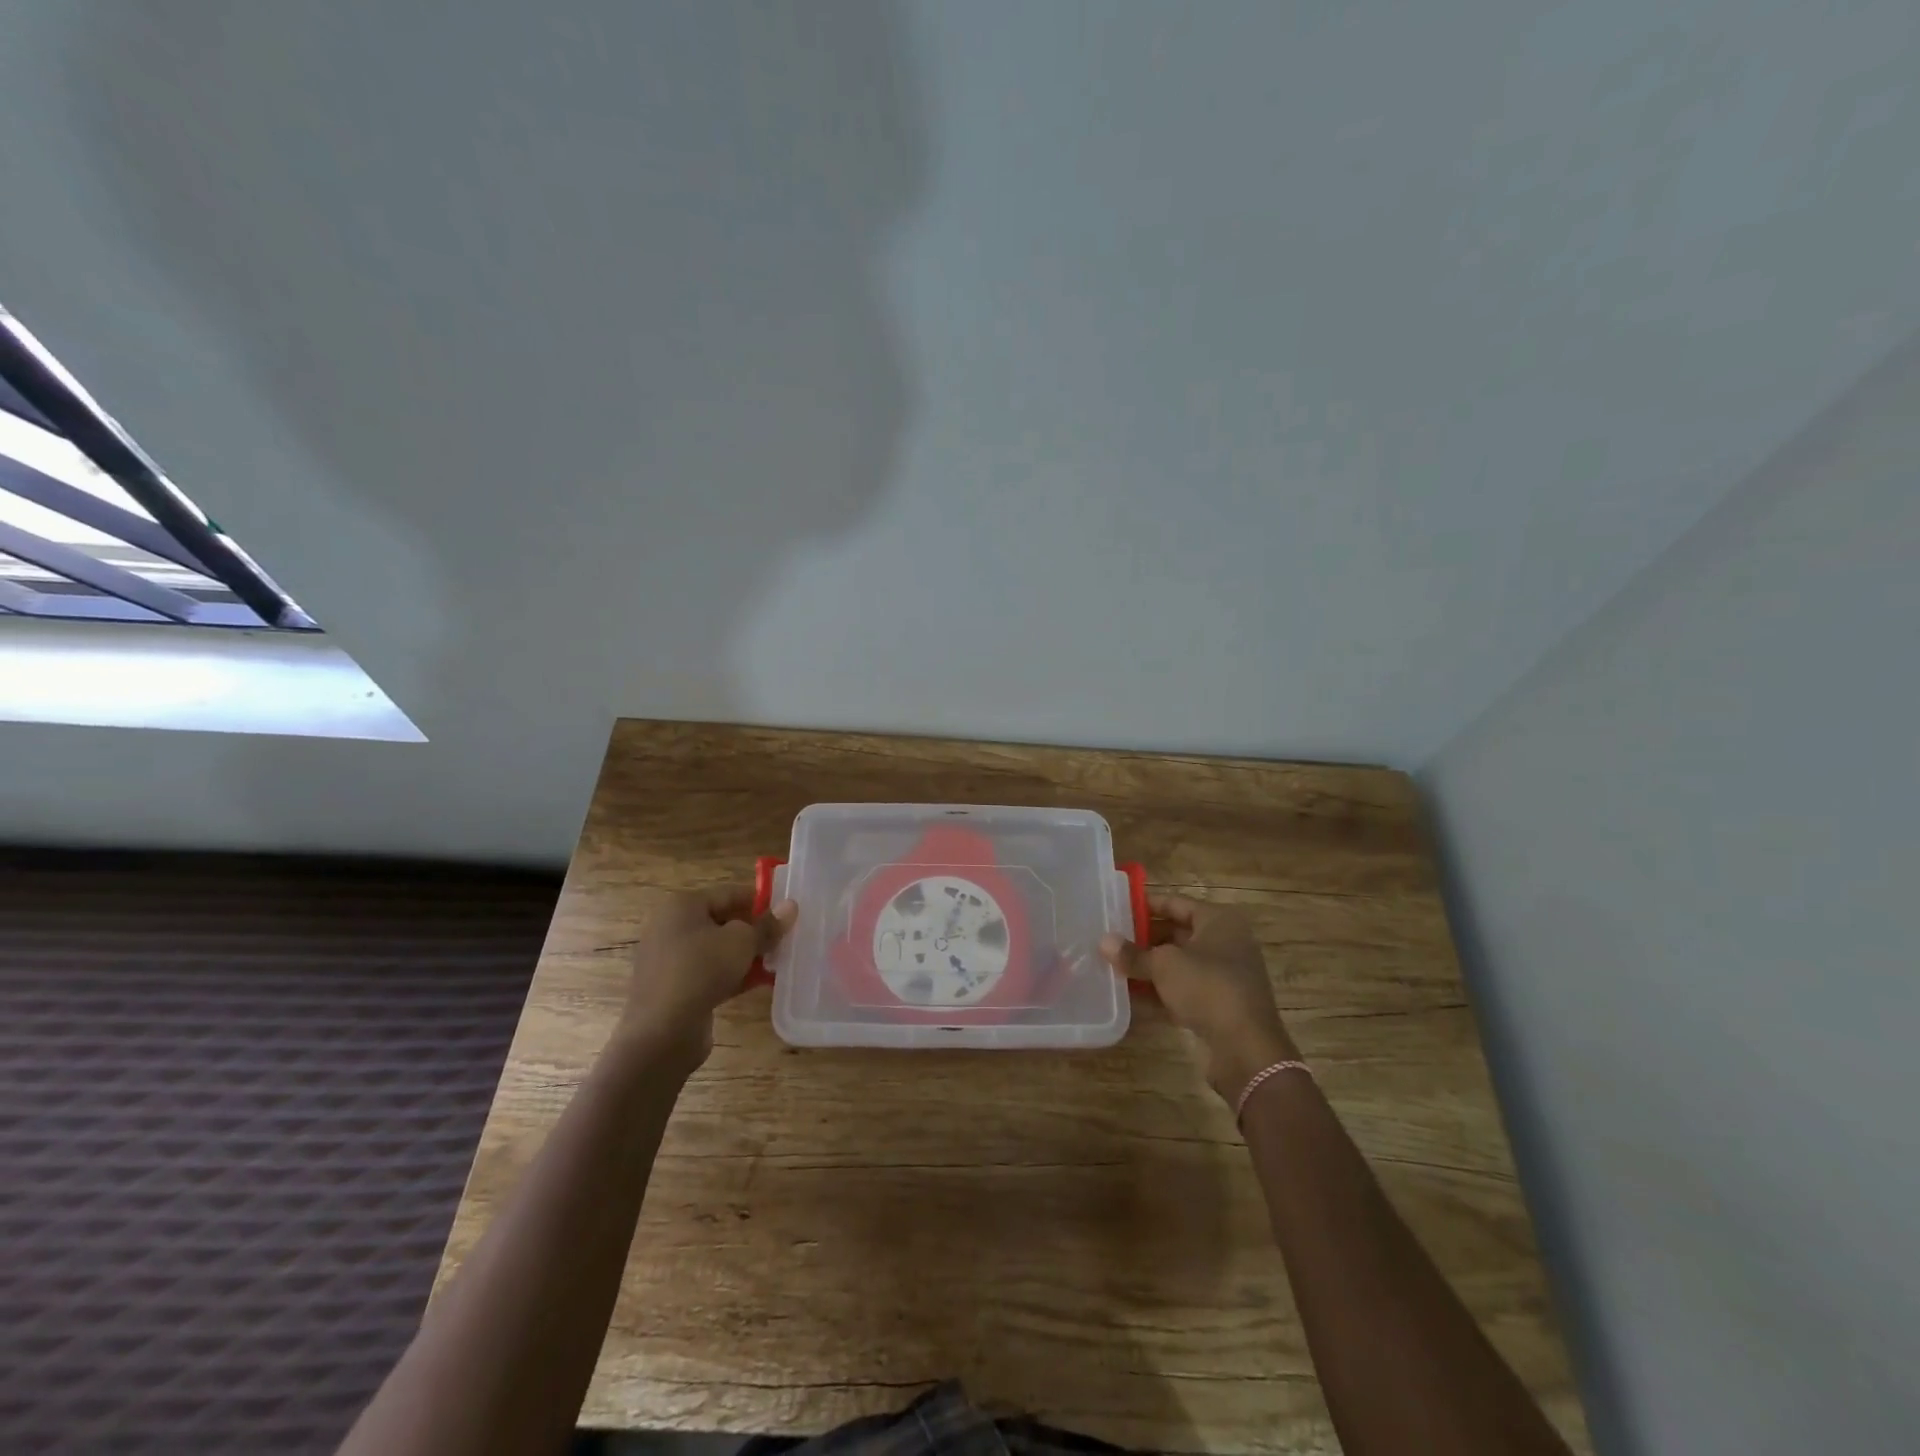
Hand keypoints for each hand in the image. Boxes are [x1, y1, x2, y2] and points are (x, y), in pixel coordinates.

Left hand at [619, 887, 796, 1069]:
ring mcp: (669, 959)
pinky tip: (757, 983)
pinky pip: (708, 973)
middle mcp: (671, 927)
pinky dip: (731, 975)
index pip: (729, 893)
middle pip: (723, 921)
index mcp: (683, 905)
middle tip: (784, 939)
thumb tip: (791, 906)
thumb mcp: (742, 942)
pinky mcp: (673, 988)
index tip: (787, 913)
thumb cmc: (701, 971)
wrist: (661, 1032)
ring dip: (745, 955)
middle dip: (754, 930)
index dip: (761, 901)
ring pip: (716, 950)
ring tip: (776, 962)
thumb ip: (767, 925)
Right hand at [1100, 894, 1297, 1102]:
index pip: (1176, 903)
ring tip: (1115, 967)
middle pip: (1177, 933)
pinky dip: (1162, 991)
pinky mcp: (1221, 1005)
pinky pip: (1185, 989)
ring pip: (1180, 964)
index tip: (1116, 910)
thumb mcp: (1164, 965)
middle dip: (1145, 939)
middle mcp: (1226, 942)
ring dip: (1151, 967)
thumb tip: (1104, 942)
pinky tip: (1133, 997)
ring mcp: (1225, 975)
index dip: (1146, 906)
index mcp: (1218, 921)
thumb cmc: (1207, 988)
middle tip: (1112, 942)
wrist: (1246, 1049)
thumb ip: (1133, 954)